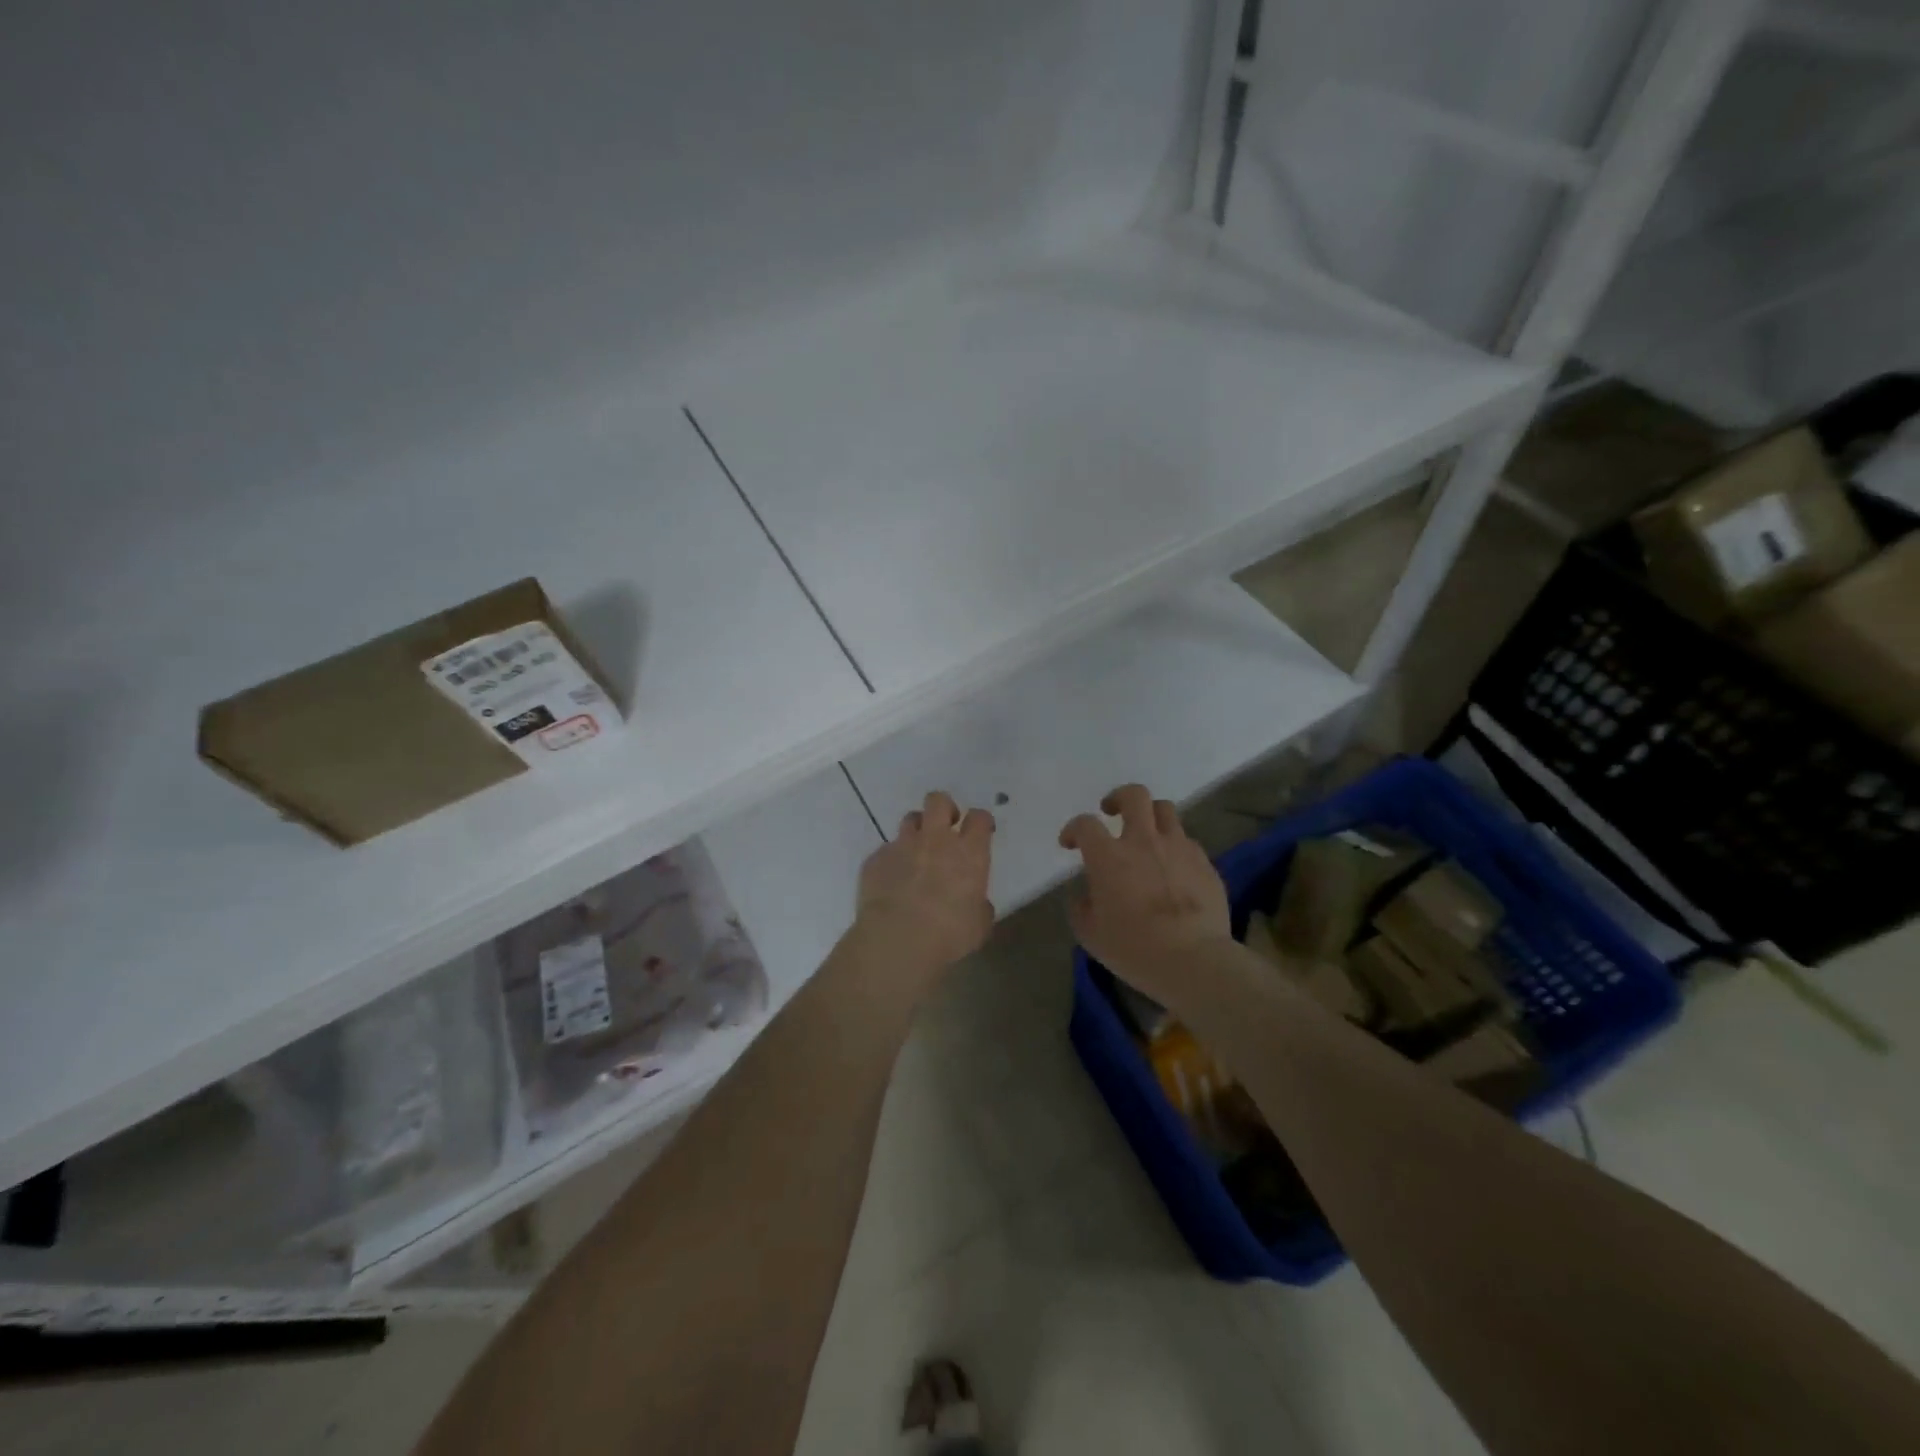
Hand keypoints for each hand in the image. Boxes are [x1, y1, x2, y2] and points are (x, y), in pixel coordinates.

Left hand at [853, 791, 995, 980]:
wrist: (897, 940)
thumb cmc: (948, 935)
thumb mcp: (978, 925)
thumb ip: (979, 906)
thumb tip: (976, 904)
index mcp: (968, 853)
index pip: (979, 818)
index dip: (981, 821)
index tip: (981, 831)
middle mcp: (935, 840)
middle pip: (939, 801)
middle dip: (945, 808)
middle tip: (946, 828)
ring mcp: (902, 846)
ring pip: (911, 819)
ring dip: (917, 831)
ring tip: (917, 853)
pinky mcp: (875, 859)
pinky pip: (886, 851)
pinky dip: (892, 861)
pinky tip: (891, 883)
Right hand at [1058, 784, 1230, 996]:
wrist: (1194, 960)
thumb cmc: (1133, 948)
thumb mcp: (1090, 934)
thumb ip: (1081, 907)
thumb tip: (1084, 895)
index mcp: (1109, 856)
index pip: (1085, 824)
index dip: (1073, 829)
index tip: (1070, 844)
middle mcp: (1143, 841)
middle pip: (1134, 795)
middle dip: (1119, 797)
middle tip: (1112, 812)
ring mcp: (1178, 848)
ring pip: (1166, 810)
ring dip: (1151, 816)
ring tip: (1147, 835)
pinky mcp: (1205, 863)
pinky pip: (1187, 842)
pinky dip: (1175, 848)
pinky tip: (1173, 869)